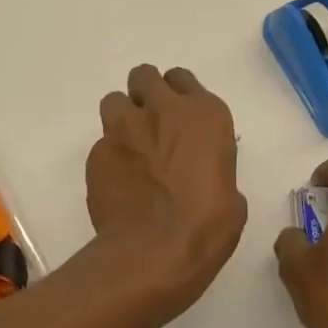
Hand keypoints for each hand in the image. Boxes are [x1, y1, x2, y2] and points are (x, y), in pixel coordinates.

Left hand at [87, 64, 247, 319]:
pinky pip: (101, 143)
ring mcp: (123, 128)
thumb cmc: (208, 225)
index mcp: (203, 114)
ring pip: (114, 100)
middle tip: (150, 124)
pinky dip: (109, 156)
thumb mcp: (230, 192)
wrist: (156, 250)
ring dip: (121, 117)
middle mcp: (162, 109)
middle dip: (144, 94)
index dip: (178, 96)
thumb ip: (210, 166)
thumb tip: (200, 174)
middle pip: (144, 77)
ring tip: (128, 147)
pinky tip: (118, 182)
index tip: (178, 117)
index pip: (182, 79)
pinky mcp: (97, 152)